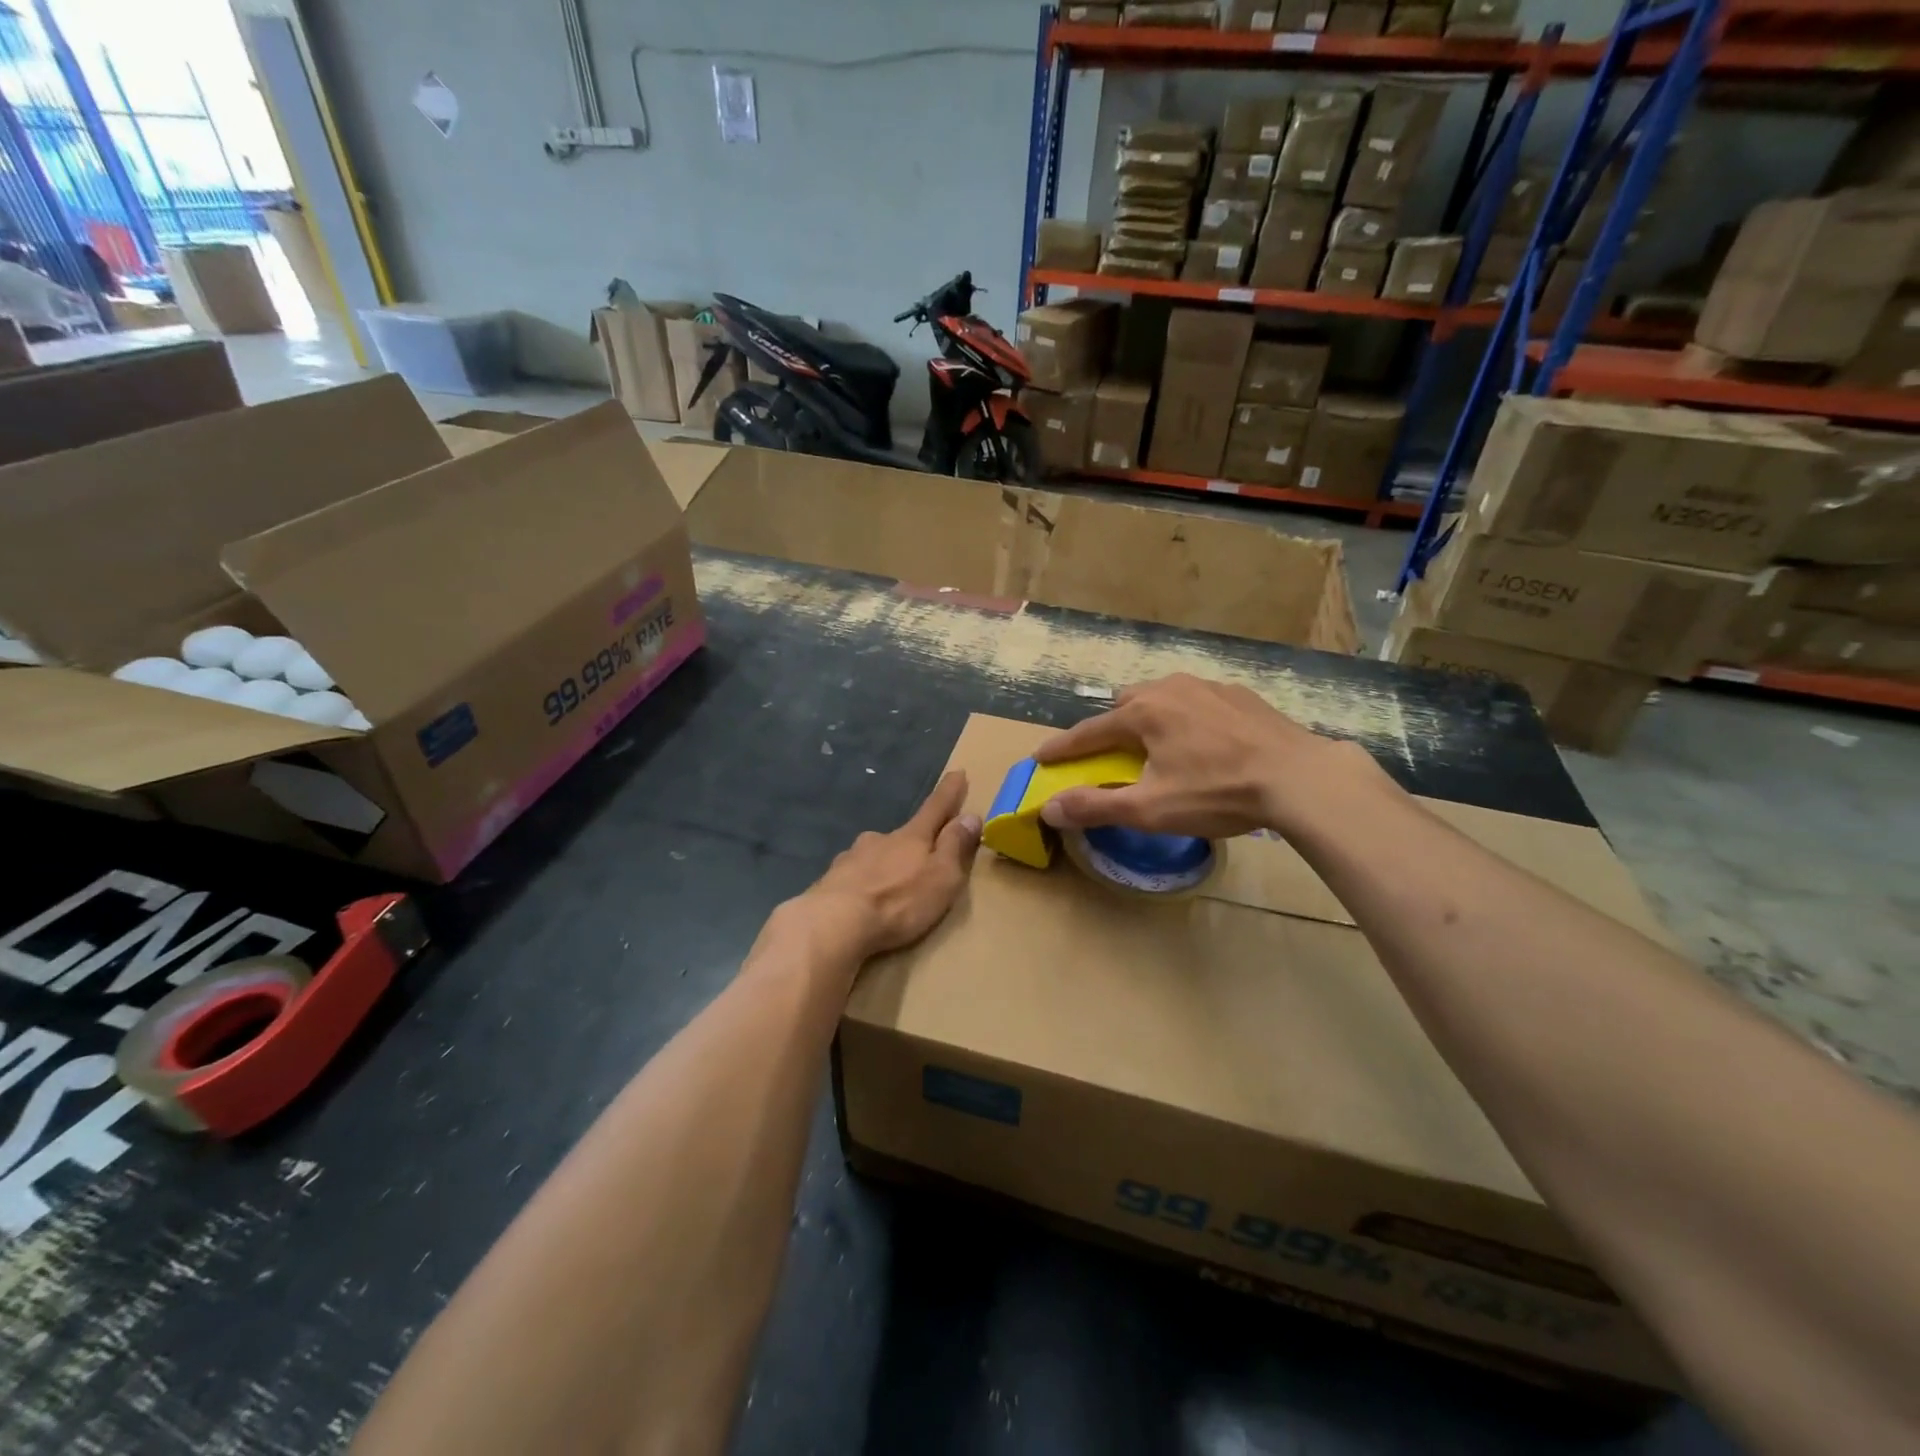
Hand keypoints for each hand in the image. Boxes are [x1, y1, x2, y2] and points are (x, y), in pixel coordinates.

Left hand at [804, 771, 981, 959]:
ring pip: (874, 855)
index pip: (936, 808)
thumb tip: (970, 816)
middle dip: (913, 842)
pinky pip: (853, 877)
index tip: (958, 772)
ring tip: (890, 888)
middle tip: (921, 860)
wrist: (834, 923)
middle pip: (903, 835)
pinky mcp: (830, 880)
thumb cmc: (899, 901)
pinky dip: (862, 884)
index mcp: (912, 837)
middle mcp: (880, 839)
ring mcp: (851, 857)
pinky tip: (861, 901)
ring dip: (885, 865)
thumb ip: (955, 847)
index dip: (949, 792)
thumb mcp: (942, 877)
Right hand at [1034, 674, 1349, 838]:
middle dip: (1110, 726)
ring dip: (1150, 718)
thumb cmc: (1217, 793)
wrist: (1300, 778)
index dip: (1063, 747)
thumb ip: (1096, 806)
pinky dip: (1187, 718)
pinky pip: (1198, 701)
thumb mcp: (1151, 809)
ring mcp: (1209, 687)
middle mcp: (1171, 688)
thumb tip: (1049, 808)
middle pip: (1126, 704)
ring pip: (1163, 696)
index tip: (1041, 756)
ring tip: (1158, 745)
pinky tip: (1204, 742)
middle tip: (1109, 753)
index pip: (1089, 731)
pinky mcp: (1241, 695)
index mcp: (1144, 713)